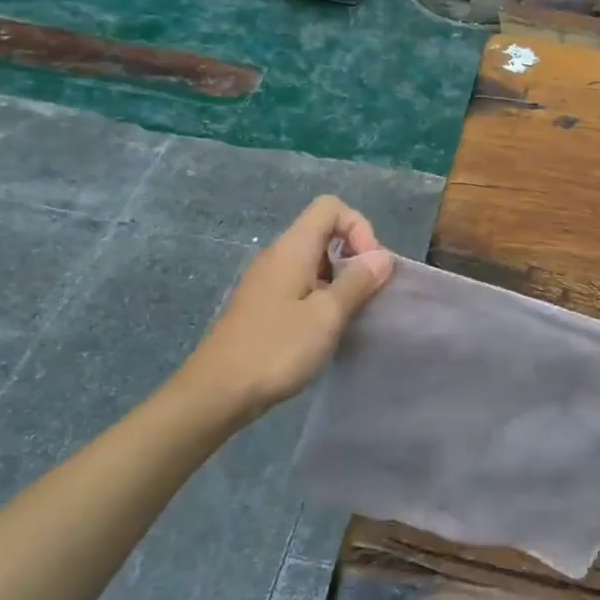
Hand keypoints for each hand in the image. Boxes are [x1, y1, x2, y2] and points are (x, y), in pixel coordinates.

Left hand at [171, 195, 393, 423]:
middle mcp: (278, 256)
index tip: (368, 267)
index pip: (330, 207)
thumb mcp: (327, 315)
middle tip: (366, 294)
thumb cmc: (276, 348)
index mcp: (292, 249)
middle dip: (354, 256)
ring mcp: (268, 281)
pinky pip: (302, 285)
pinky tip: (325, 329)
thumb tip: (382, 256)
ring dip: (340, 280)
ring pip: (315, 261)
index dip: (358, 228)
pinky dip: (322, 297)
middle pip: (324, 232)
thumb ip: (357, 282)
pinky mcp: (264, 305)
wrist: (218, 392)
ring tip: (349, 315)